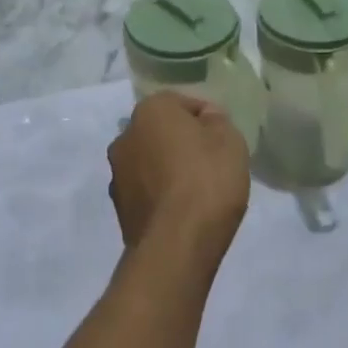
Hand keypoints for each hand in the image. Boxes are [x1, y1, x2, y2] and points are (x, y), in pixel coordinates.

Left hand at [108, 93, 250, 266]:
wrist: (177, 243)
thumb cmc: (207, 179)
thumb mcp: (229, 139)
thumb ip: (217, 120)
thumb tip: (205, 119)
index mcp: (150, 110)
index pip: (183, 104)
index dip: (207, 120)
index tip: (223, 140)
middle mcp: (125, 136)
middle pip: (161, 132)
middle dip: (182, 143)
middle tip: (210, 163)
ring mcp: (117, 174)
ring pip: (150, 161)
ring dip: (167, 169)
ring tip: (196, 191)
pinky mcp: (119, 208)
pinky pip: (146, 191)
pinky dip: (161, 195)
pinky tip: (182, 211)